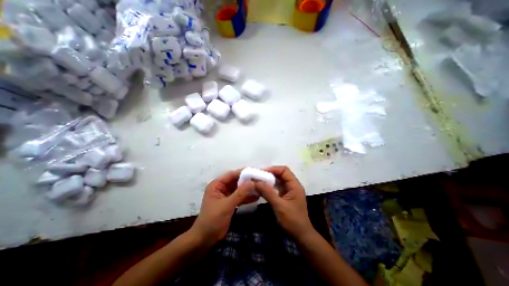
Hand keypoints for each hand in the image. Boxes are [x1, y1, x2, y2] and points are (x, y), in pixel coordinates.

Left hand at [189, 170, 256, 242]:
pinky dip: (247, 197)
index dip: (243, 172)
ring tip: (261, 187)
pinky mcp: (230, 203)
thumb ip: (240, 193)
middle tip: (260, 179)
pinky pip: (240, 197)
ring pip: (239, 189)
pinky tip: (257, 197)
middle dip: (248, 181)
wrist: (205, 240)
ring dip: (249, 189)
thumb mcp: (227, 205)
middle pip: (236, 181)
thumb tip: (252, 182)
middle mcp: (222, 188)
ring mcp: (226, 195)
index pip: (231, 175)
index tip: (255, 171)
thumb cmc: (212, 220)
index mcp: (217, 185)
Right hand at [254, 166, 314, 238]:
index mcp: (295, 185)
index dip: (273, 169)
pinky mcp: (286, 196)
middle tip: (258, 175)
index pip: (284, 171)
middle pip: (281, 174)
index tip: (261, 172)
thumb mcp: (279, 206)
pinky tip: (263, 188)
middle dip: (270, 173)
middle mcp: (293, 185)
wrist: (301, 235)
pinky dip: (270, 186)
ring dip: (269, 179)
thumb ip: (268, 193)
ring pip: (279, 180)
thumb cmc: (292, 220)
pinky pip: (278, 187)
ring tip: (259, 180)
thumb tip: (256, 182)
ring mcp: (290, 191)